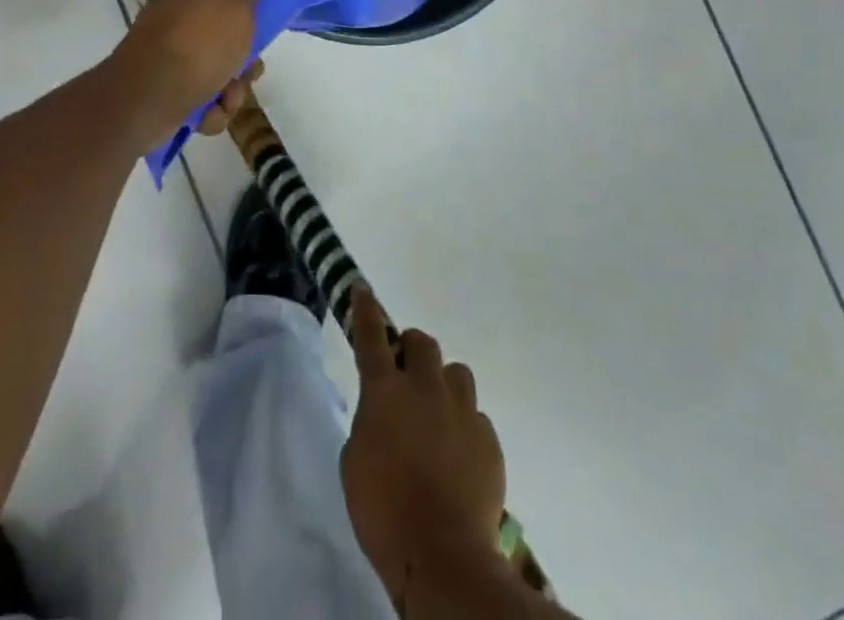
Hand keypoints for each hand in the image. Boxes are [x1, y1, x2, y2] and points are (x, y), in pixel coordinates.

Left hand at [107, 0, 261, 131]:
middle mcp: (175, 21)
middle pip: (223, 43)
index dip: (245, 22)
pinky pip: (195, 99)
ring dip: (227, 93)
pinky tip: (204, 115)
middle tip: (245, 76)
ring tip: (224, 101)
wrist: (149, 95)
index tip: (256, 39)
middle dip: (240, 66)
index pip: (225, 0)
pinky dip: (205, 110)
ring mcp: (165, 57)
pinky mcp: (159, 90)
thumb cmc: (200, 45)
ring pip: (213, 75)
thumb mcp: (236, 9)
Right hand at [341, 286, 507, 605]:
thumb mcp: (355, 462)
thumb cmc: (383, 511)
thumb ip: (369, 423)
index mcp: (385, 391)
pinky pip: (476, 416)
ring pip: (457, 373)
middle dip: (413, 350)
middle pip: (422, 343)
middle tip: (406, 373)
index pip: (372, 336)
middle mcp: (426, 388)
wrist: (441, 555)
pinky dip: (464, 427)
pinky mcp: (488, 438)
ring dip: (444, 385)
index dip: (366, 310)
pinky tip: (458, 457)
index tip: (363, 288)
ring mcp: (462, 410)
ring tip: (438, 415)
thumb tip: (383, 414)